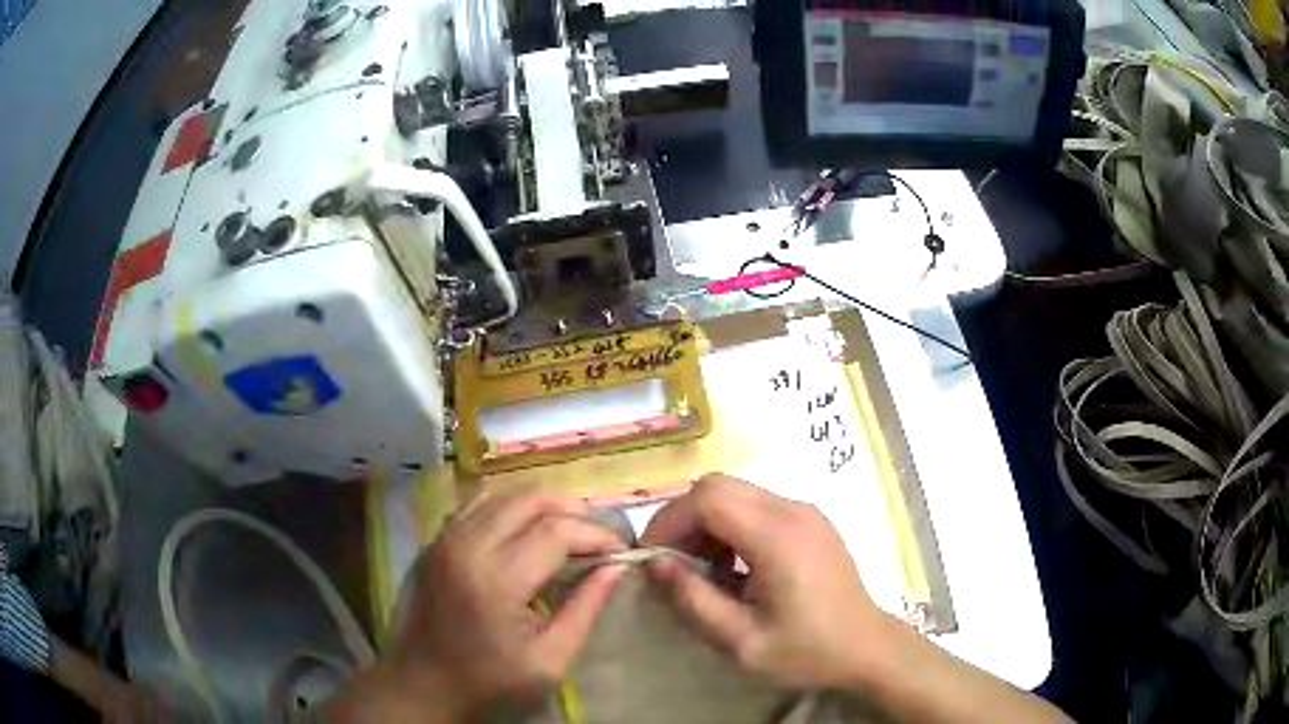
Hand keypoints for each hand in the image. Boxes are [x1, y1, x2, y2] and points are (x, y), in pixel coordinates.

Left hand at [333, 490, 626, 720]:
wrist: (424, 685)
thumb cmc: (490, 681)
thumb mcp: (550, 660)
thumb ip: (585, 610)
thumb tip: (616, 568)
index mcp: (496, 579)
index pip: (556, 531)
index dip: (597, 535)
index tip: (621, 552)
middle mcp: (466, 545)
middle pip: (529, 499)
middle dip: (573, 511)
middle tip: (597, 538)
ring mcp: (445, 538)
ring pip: (502, 495)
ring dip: (542, 507)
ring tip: (567, 532)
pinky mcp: (435, 541)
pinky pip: (478, 505)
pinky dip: (509, 510)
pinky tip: (525, 533)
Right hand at [641, 473, 885, 690]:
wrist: (866, 649)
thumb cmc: (807, 652)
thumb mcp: (741, 641)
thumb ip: (694, 600)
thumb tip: (655, 564)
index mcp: (778, 537)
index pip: (708, 498)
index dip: (669, 521)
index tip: (652, 558)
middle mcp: (793, 510)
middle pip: (719, 486)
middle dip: (684, 518)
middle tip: (672, 562)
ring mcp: (806, 512)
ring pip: (737, 492)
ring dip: (707, 522)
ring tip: (702, 568)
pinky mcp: (811, 520)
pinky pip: (757, 505)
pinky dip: (731, 525)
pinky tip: (734, 566)